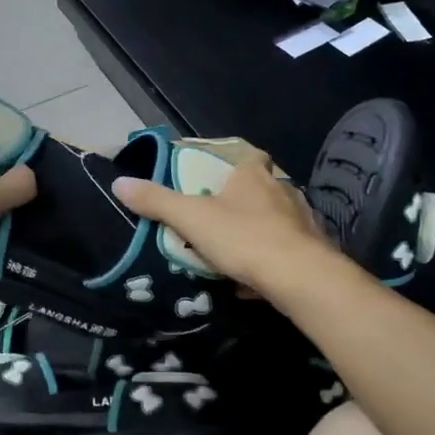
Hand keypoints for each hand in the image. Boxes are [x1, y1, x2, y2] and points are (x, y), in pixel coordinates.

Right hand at [112, 144, 334, 301]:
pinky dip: (271, 260)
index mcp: (254, 175)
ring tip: (235, 249)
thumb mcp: (191, 218)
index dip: (235, 161)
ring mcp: (302, 220)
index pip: (249, 155)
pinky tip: (254, 279)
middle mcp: (283, 190)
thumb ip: (156, 201)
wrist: (301, 278)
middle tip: (219, 216)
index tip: (218, 175)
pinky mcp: (314, 249)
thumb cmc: (243, 238)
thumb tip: (119, 182)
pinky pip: (286, 250)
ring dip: (258, 230)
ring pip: (277, 220)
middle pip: (262, 187)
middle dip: (243, 200)